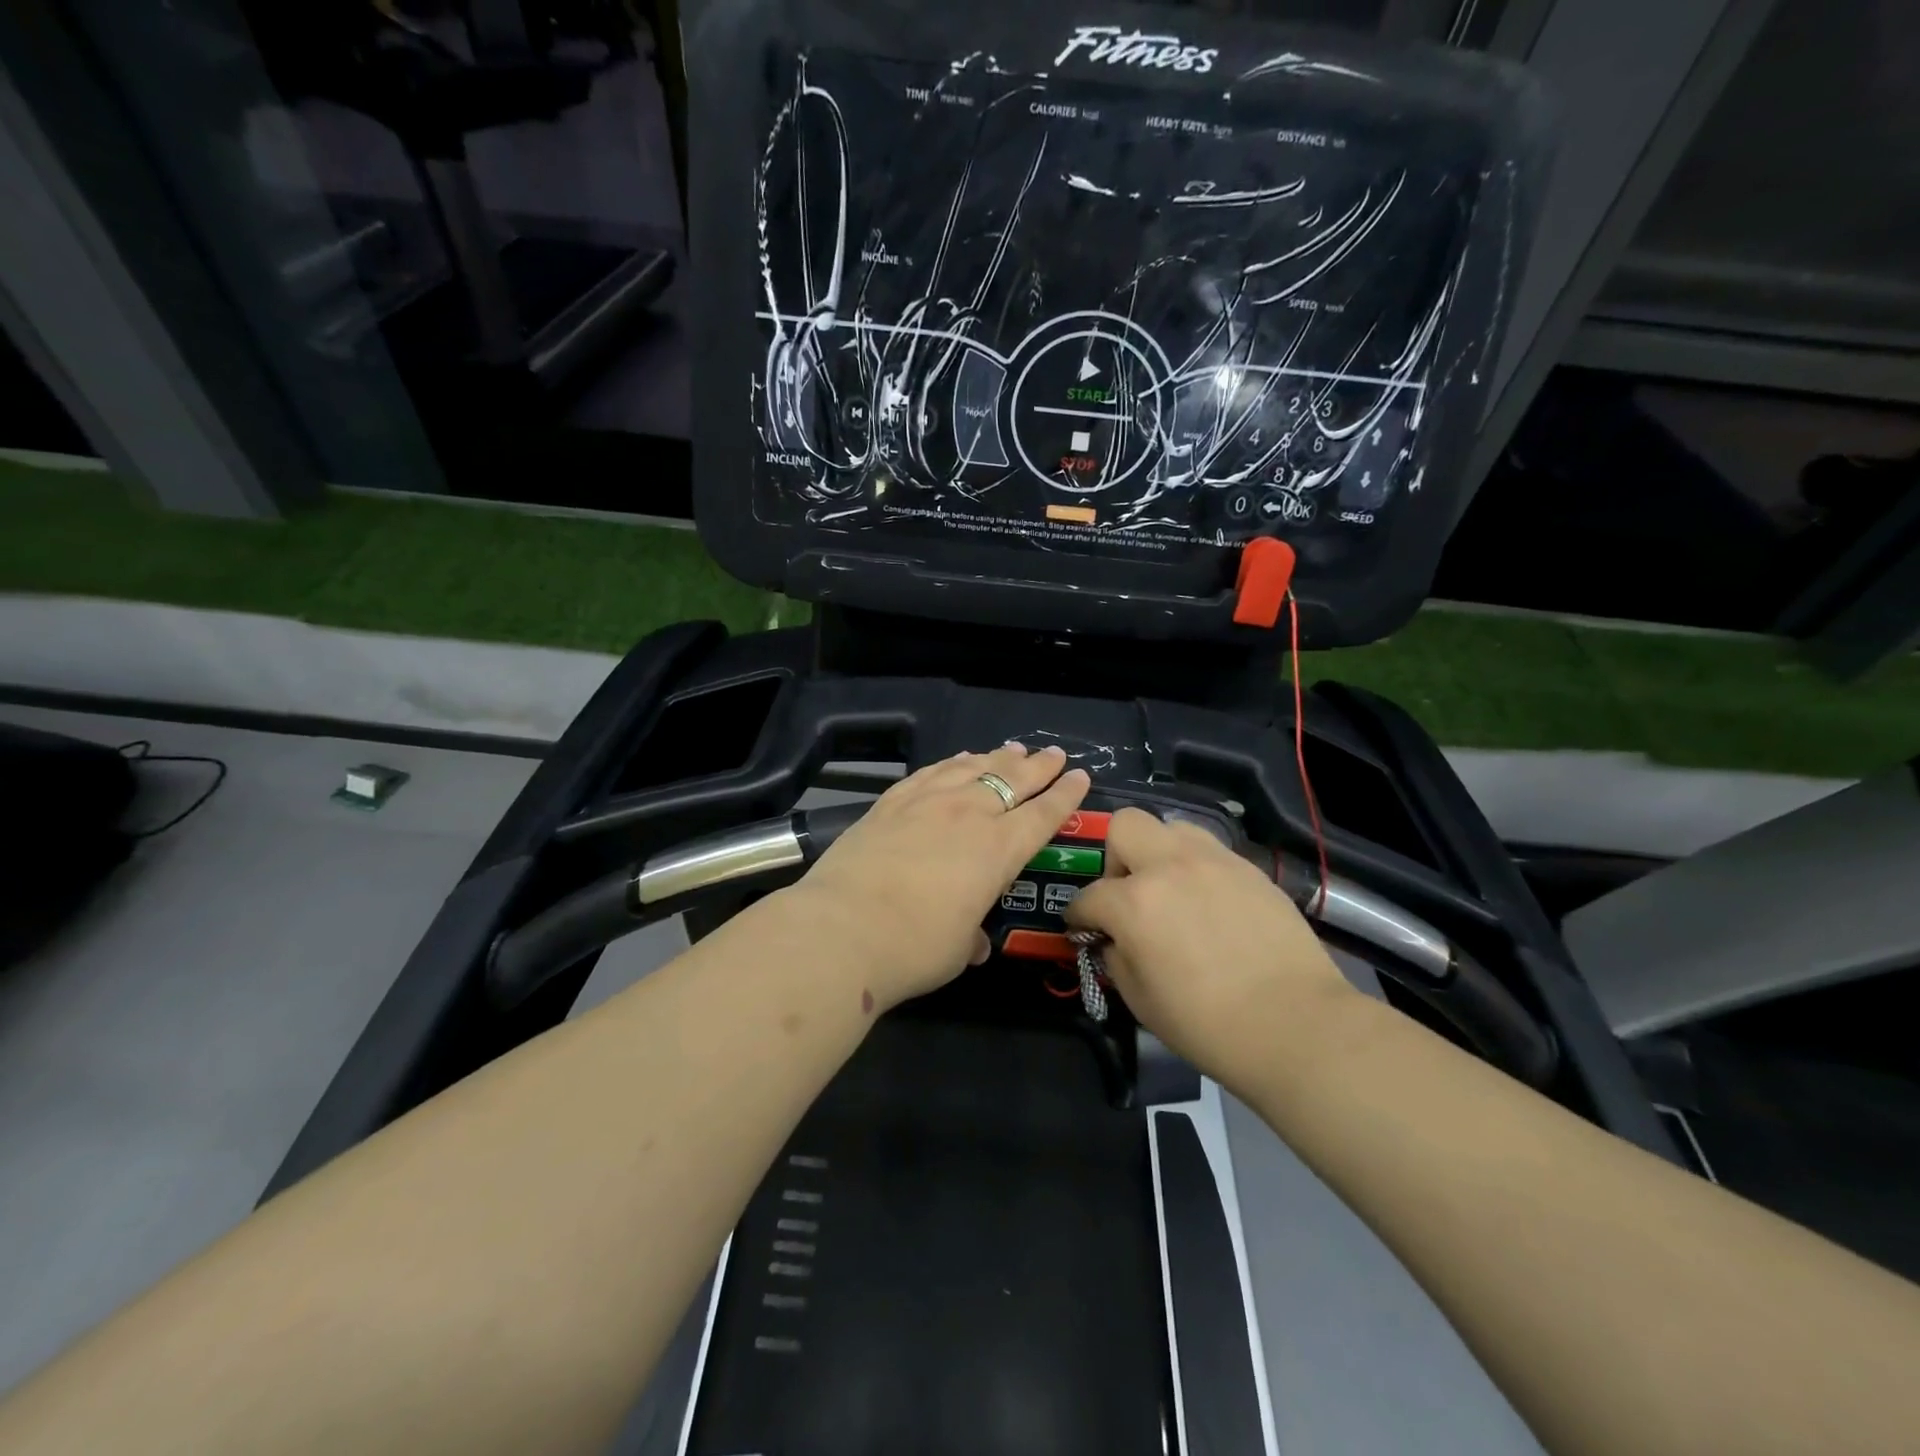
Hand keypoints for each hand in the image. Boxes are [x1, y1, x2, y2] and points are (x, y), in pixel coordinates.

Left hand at [791, 743, 1090, 1010]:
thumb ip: (970, 936)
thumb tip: (972, 941)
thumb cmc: (913, 948)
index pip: (1043, 815)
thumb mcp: (957, 950)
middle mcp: (968, 815)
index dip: (1066, 795)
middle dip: (1039, 767)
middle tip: (1054, 754)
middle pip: (1013, 780)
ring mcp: (926, 802)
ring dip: (997, 757)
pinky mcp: (890, 802)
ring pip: (972, 768)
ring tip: (1012, 749)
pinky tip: (958, 758)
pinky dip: (951, 763)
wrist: (840, 930)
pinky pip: (931, 772)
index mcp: (998, 851)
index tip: (1080, 776)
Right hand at [1064, 809, 1356, 1090]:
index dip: (1079, 917)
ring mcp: (1214, 862)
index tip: (1084, 931)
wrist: (1296, 1025)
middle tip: (1128, 894)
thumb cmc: (1207, 1024)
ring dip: (1159, 853)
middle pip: (1124, 826)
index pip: (1088, 897)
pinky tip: (1209, 904)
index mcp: (1134, 902)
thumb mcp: (1140, 1000)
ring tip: (1170, 890)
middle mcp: (1169, 867)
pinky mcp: (1249, 869)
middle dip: (1114, 858)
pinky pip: (1210, 851)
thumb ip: (1116, 958)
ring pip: (1171, 827)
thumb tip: (1114, 940)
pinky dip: (1197, 869)